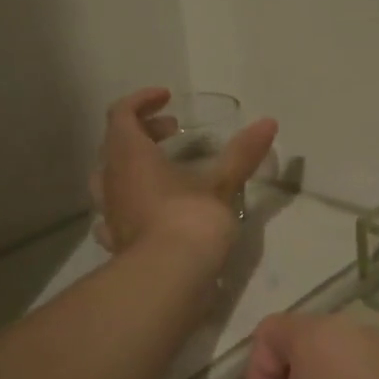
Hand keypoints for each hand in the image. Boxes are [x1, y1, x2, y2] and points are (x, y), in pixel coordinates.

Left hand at [90, 88, 276, 257]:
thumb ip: (242, 153)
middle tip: (173, 133)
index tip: (167, 98)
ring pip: (110, 178)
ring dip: (132, 166)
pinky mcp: (116, 241)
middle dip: (142, 132)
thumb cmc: (191, 220)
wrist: (167, 280)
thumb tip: (268, 122)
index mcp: (129, 155)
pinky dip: (130, 203)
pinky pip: (115, 212)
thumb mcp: (221, 183)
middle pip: (115, 143)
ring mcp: (110, 213)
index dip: (142, 100)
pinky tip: (149, 211)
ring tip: (162, 170)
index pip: (122, 113)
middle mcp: (111, 180)